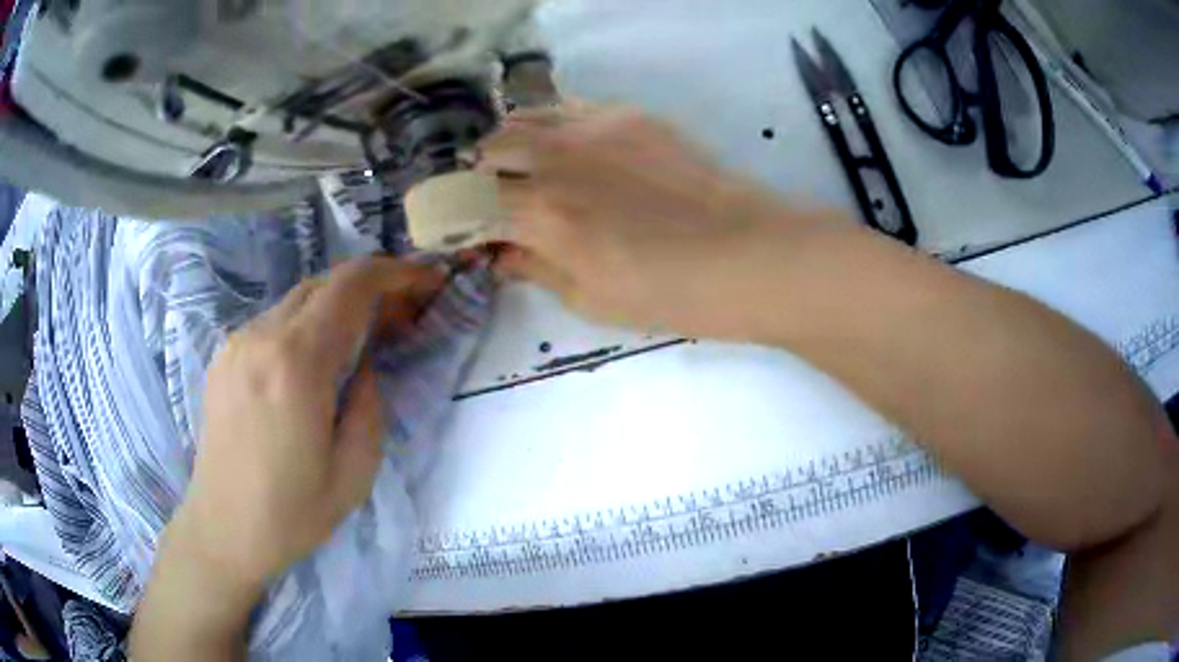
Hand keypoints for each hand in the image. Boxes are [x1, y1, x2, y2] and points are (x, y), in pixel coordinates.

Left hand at [169, 257, 443, 594]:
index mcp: (297, 364)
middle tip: (401, 318)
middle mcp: (261, 337)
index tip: (427, 280)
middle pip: (325, 282)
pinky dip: (306, 325)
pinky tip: (315, 362)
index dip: (396, 272)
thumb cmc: (293, 513)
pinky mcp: (224, 356)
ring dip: (337, 307)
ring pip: (298, 299)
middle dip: (370, 288)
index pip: (352, 285)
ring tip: (361, 341)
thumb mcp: (356, 470)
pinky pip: (274, 322)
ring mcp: (236, 343)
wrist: (224, 529)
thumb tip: (364, 363)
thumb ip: (370, 402)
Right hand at [477, 103, 839, 338]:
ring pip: (525, 118)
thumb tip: (500, 252)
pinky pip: (570, 107)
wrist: (745, 254)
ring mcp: (593, 127)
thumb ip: (534, 268)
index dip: (460, 219)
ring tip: (528, 167)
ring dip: (512, 143)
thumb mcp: (589, 299)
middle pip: (490, 149)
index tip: (466, 231)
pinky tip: (571, 148)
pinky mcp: (628, 115)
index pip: (471, 205)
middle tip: (497, 198)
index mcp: (541, 214)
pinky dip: (553, 125)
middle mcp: (555, 159)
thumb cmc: (668, 293)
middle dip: (481, 175)